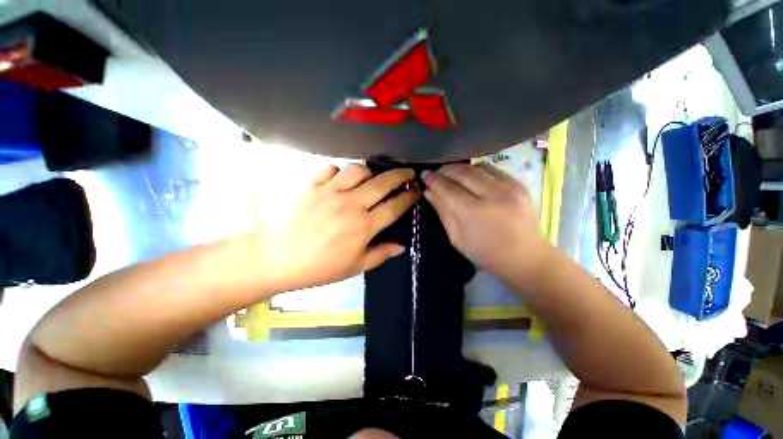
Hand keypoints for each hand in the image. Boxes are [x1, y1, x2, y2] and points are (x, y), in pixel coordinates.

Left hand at [256, 164, 418, 290]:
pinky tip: (339, 180)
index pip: (394, 207)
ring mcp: (330, 191)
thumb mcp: (353, 267)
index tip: (416, 191)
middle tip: (408, 172)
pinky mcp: (311, 185)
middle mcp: (351, 204)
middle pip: (382, 183)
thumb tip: (401, 246)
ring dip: (369, 172)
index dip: (409, 197)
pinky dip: (339, 172)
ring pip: (358, 170)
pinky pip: (330, 169)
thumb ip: (380, 254)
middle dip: (400, 175)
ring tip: (370, 178)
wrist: (275, 257)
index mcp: (363, 226)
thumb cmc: (318, 267)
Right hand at [422, 163, 550, 280]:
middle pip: (462, 173)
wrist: (526, 258)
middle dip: (445, 170)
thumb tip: (429, 192)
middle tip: (436, 172)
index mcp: (474, 213)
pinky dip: (477, 168)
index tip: (424, 174)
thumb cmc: (486, 253)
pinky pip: (493, 169)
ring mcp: (509, 187)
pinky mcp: (519, 184)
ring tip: (450, 171)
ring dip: (460, 167)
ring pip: (477, 167)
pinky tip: (470, 173)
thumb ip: (443, 211)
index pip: (447, 188)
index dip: (433, 180)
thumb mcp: (457, 237)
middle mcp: (492, 195)